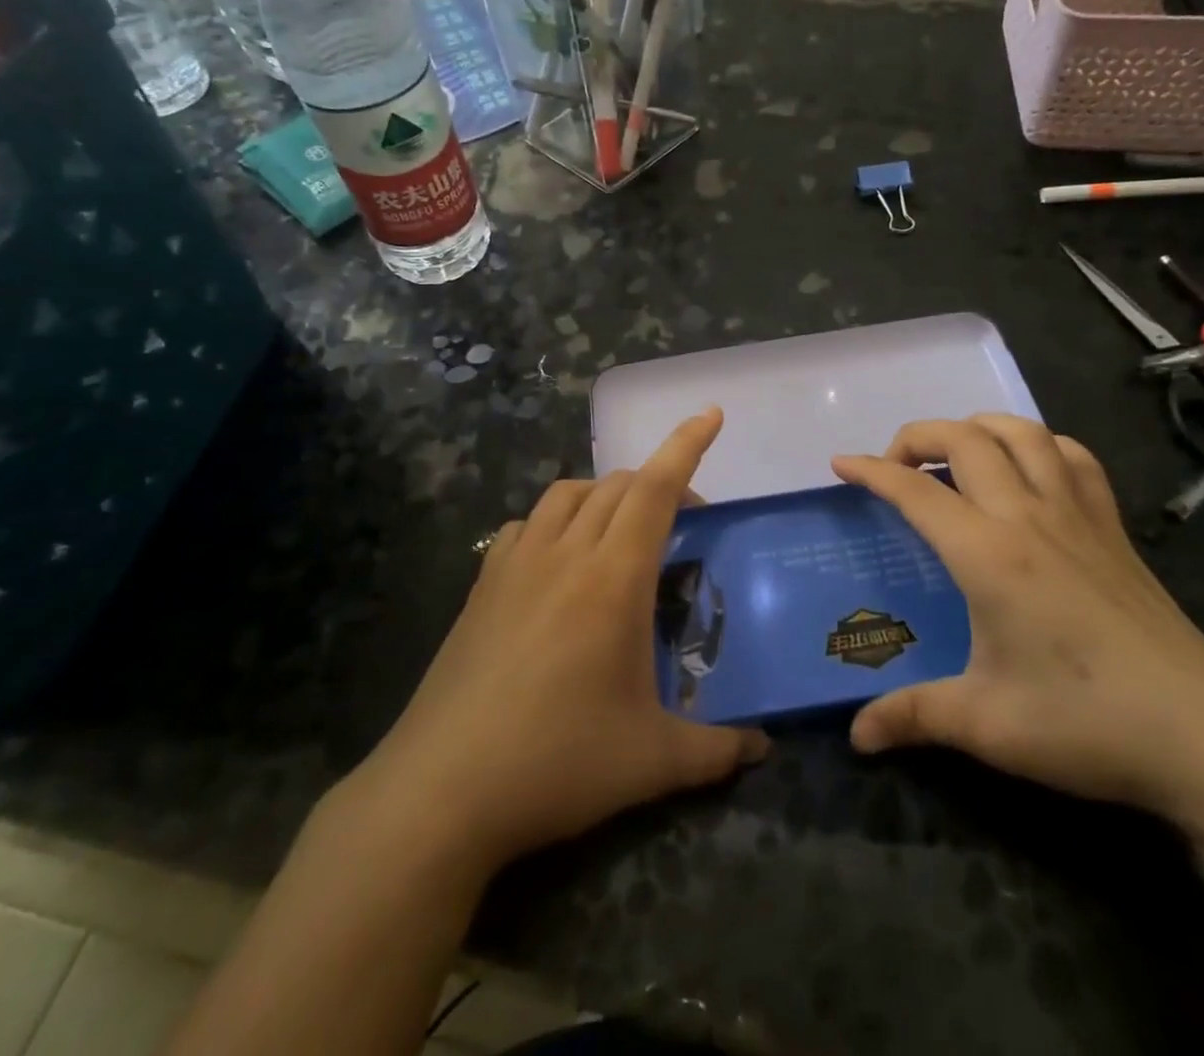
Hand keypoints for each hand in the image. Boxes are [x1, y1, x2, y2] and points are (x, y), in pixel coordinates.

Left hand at [347, 409, 767, 875]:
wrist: (441, 790)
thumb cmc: (557, 763)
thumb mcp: (651, 762)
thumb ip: (716, 751)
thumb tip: (762, 748)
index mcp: (613, 577)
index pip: (656, 488)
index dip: (686, 445)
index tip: (710, 414)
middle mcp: (565, 553)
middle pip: (617, 486)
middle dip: (658, 483)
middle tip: (686, 520)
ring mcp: (516, 564)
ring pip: (567, 493)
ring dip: (605, 494)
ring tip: (623, 530)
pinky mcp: (482, 585)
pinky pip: (526, 524)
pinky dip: (556, 520)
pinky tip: (558, 560)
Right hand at [834, 416, 1203, 863]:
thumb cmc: (1084, 721)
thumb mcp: (985, 724)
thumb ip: (912, 717)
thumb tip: (855, 737)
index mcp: (987, 553)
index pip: (915, 490)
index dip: (871, 470)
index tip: (840, 464)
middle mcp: (1027, 515)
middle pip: (964, 439)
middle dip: (917, 436)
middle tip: (894, 466)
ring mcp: (1076, 513)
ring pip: (1021, 432)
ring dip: (977, 428)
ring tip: (954, 454)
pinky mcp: (1112, 526)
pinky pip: (1073, 457)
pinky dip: (1040, 445)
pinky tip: (1029, 468)